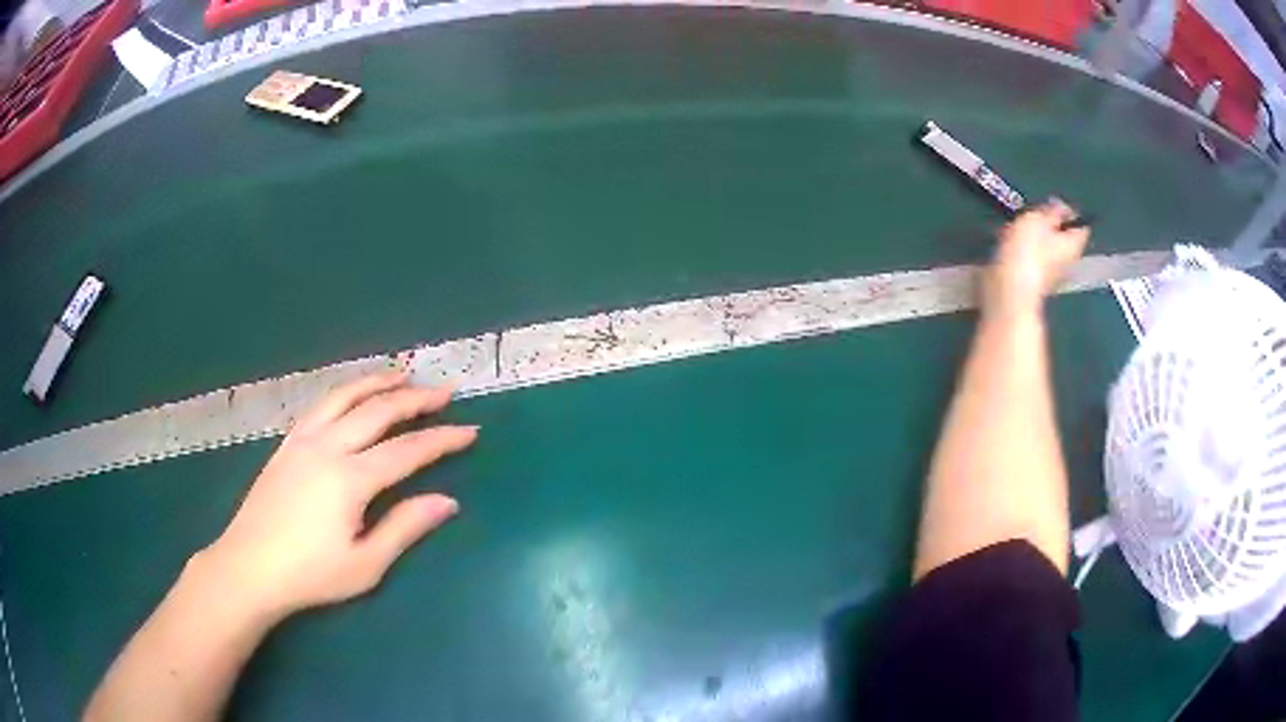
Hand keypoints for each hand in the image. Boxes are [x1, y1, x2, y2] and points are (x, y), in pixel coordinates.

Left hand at [197, 372, 477, 622]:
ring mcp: (303, 440)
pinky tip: (353, 396)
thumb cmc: (310, 575)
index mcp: (350, 479)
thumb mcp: (365, 564)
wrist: (249, 567)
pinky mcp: (287, 443)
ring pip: (345, 397)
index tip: (470, 430)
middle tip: (444, 392)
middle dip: (415, 399)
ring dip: (377, 383)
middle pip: (378, 411)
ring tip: (401, 375)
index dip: (441, 439)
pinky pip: (321, 405)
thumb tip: (447, 502)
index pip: (407, 450)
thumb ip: (405, 527)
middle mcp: (327, 447)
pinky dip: (345, 392)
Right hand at [985, 200, 1090, 317]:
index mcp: (1074, 245)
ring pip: (1047, 249)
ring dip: (1035, 239)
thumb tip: (1062, 208)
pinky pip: (1033, 260)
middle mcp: (1068, 262)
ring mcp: (1053, 275)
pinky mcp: (1036, 283)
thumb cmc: (1027, 250)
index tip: (1052, 206)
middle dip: (1050, 227)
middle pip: (1063, 238)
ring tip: (1017, 230)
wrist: (1009, 288)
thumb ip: (1052, 211)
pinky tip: (1010, 247)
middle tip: (1033, 217)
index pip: (1081, 225)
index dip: (1068, 213)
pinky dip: (1024, 252)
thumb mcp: (1038, 218)